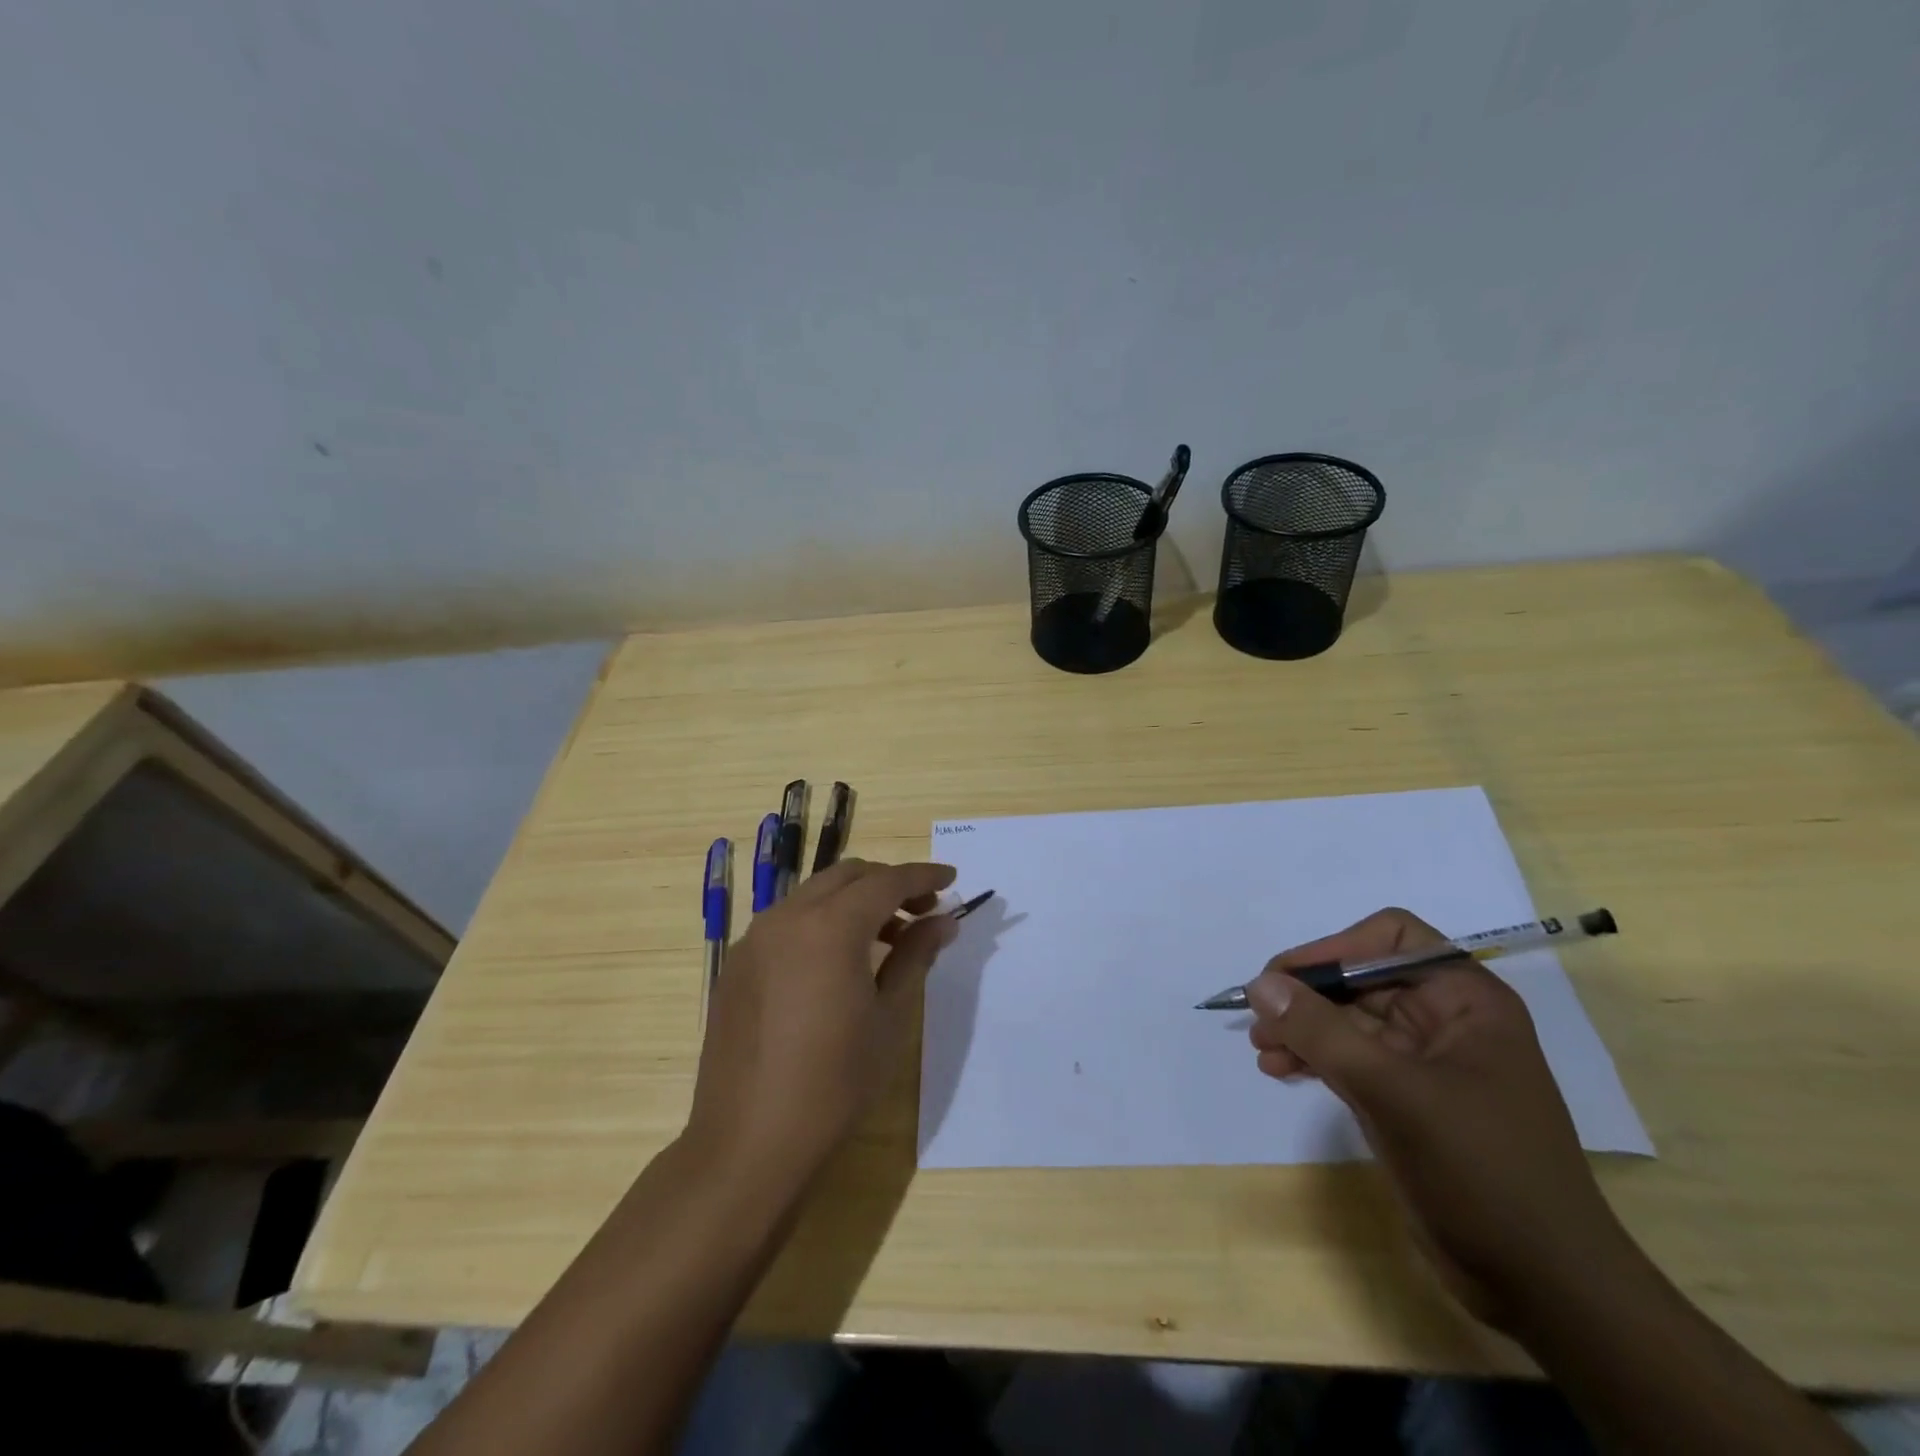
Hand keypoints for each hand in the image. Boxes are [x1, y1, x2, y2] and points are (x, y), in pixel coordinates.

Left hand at [685, 858, 957, 1193]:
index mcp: (829, 927)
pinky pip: (787, 922)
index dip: (923, 875)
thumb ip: (915, 957)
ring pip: (814, 895)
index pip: (886, 882)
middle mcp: (787, 918)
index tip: (951, 877)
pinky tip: (837, 963)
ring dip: (854, 901)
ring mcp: (755, 940)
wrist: (749, 1142)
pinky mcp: (737, 965)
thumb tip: (942, 921)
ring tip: (886, 939)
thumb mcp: (889, 1018)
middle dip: (889, 883)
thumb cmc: (834, 1083)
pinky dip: (821, 922)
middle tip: (923, 911)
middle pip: (847, 876)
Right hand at [1247, 908, 1635, 1330]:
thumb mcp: (1393, 1091)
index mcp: (1465, 999)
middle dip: (1308, 995)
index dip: (1335, 949)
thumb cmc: (1481, 1170)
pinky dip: (1314, 1058)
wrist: (1545, 1286)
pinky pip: (1351, 1059)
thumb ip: (1321, 1031)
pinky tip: (1279, 1070)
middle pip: (1362, 979)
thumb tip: (1260, 985)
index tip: (1286, 978)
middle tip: (1258, 1017)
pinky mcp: (1409, 1099)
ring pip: (1350, 1020)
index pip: (1390, 938)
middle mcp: (1447, 1020)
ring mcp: (1427, 1062)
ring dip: (1303, 1027)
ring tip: (1261, 1046)